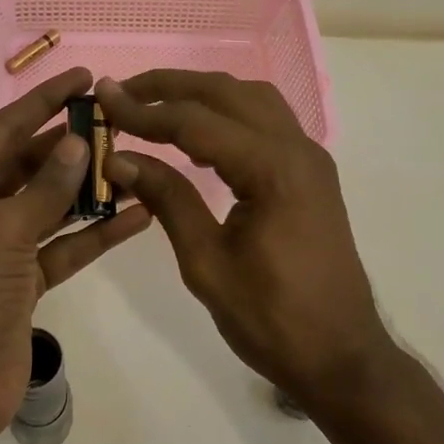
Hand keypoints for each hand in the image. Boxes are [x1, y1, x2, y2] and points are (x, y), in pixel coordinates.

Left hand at [0, 67, 151, 443]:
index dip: (42, 103)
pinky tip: (136, 215)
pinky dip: (92, 234)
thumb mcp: (2, 231)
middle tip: (117, 121)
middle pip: (24, 167)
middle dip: (69, 147)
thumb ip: (46, 187)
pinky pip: (59, 246)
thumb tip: (80, 143)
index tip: (81, 78)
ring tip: (134, 160)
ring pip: (46, 206)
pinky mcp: (19, 282)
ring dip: (87, 189)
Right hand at [95, 71, 391, 406]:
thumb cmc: (271, 319)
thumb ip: (167, 199)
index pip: (196, 121)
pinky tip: (194, 136)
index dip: (144, 110)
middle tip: (121, 93)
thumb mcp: (207, 262)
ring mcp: (309, 158)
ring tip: (153, 107)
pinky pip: (264, 121)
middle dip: (169, 86)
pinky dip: (224, 114)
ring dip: (200, 94)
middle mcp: (296, 149)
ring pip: (249, 99)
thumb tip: (118, 158)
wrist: (341, 356)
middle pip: (226, 93)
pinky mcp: (309, 173)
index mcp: (273, 169)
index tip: (102, 99)